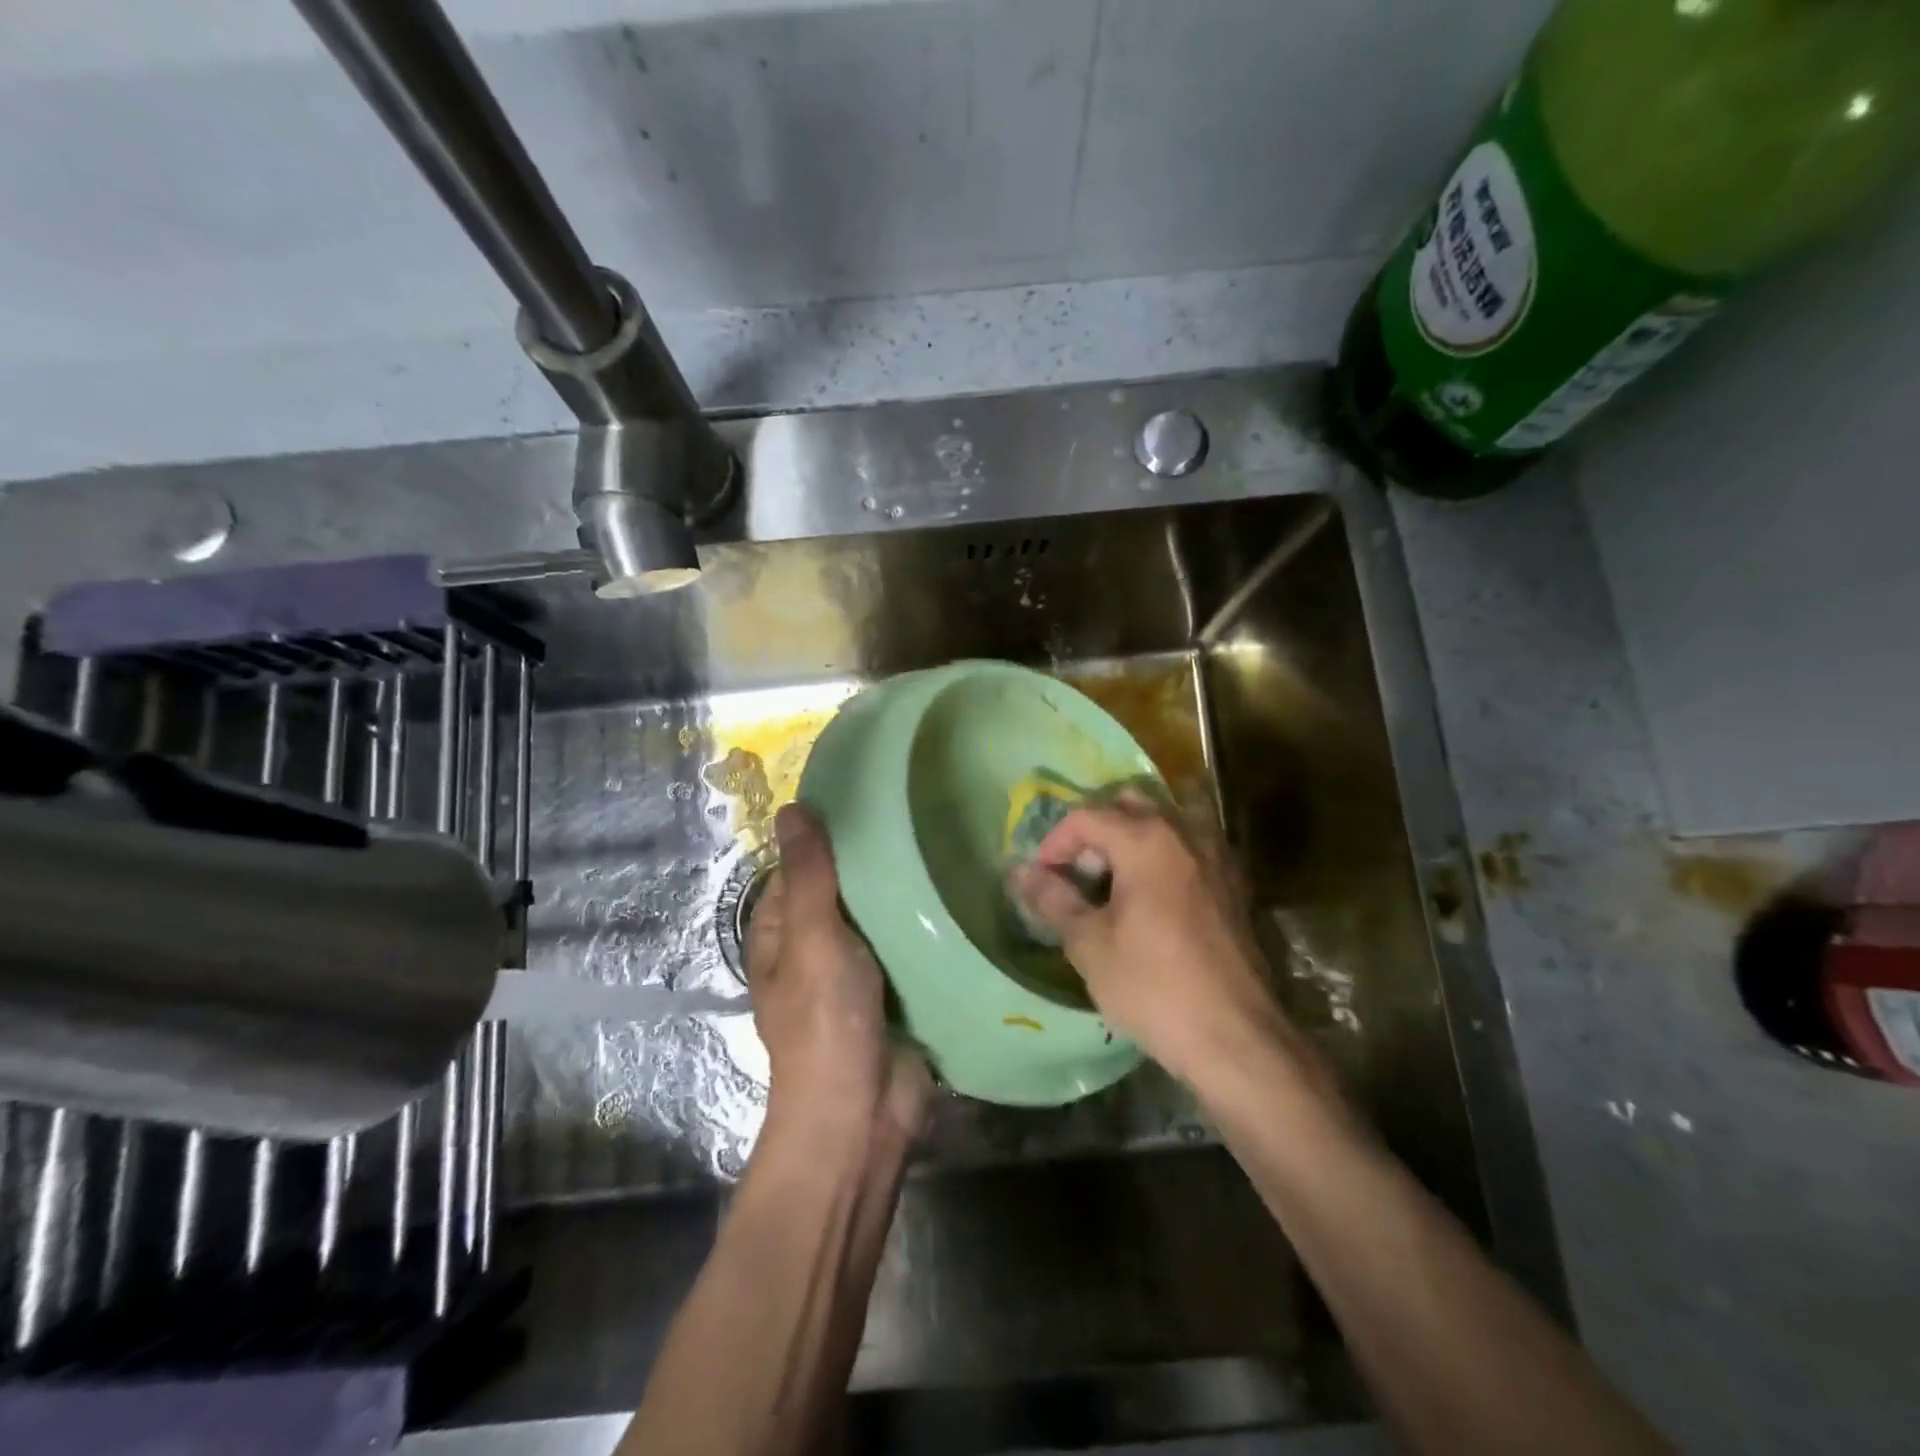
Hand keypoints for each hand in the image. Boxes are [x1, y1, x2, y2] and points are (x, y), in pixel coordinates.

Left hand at [746, 803, 930, 1149]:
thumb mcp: (812, 939)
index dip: (827, 835)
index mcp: (781, 933)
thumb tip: (791, 809)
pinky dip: (925, 923)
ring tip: (947, 839)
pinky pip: (908, 944)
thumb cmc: (824, 1023)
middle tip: (920, 814)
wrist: (861, 1115)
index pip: (800, 866)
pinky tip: (958, 891)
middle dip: (874, 861)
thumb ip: (808, 876)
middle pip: (844, 889)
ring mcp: (857, 970)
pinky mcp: (896, 989)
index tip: (871, 799)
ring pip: (880, 916)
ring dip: (904, 891)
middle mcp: (815, 946)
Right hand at [1008, 792, 1301, 1087]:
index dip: (1055, 842)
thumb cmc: (1154, 987)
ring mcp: (1216, 858)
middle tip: (1077, 871)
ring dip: (1131, 838)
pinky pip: (1189, 849)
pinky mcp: (1234, 886)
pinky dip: (1162, 857)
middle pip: (1130, 804)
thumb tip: (1021, 872)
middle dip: (1096, 829)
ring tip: (1111, 882)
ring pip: (1165, 822)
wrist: (1237, 1039)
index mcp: (1147, 840)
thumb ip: (1054, 899)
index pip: (1088, 816)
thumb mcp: (1089, 945)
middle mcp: (1185, 834)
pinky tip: (1150, 900)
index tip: (1042, 878)